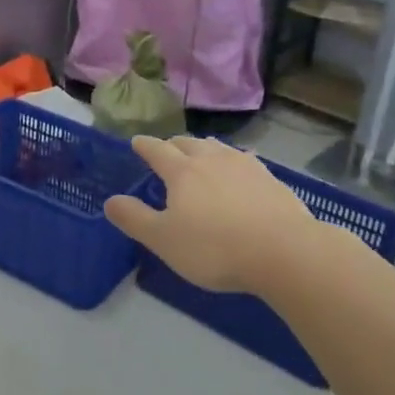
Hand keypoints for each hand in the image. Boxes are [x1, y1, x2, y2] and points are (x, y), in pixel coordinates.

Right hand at [105, 136, 317, 294]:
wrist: (284, 251)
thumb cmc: (214, 248)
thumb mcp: (164, 240)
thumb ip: (135, 219)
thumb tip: (110, 201)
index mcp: (182, 172)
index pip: (157, 150)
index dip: (144, 146)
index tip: (136, 142)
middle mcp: (212, 160)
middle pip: (188, 143)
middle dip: (173, 144)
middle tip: (166, 149)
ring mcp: (245, 166)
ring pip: (218, 148)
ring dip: (203, 148)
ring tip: (200, 153)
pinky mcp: (271, 179)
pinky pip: (245, 161)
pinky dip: (233, 161)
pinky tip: (240, 169)